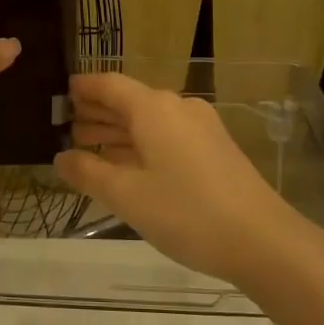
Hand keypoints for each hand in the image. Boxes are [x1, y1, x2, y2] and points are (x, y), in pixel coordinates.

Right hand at [54, 72, 293, 284]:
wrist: (263, 240)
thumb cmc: (187, 212)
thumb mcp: (127, 196)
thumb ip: (89, 173)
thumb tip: (60, 158)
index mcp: (154, 109)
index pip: (110, 84)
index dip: (84, 87)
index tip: (61, 92)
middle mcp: (178, 108)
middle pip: (130, 101)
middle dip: (98, 112)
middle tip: (66, 127)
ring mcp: (201, 128)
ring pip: (149, 121)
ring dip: (118, 131)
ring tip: (89, 146)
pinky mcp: (215, 149)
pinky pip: (167, 136)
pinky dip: (141, 144)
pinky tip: (127, 166)